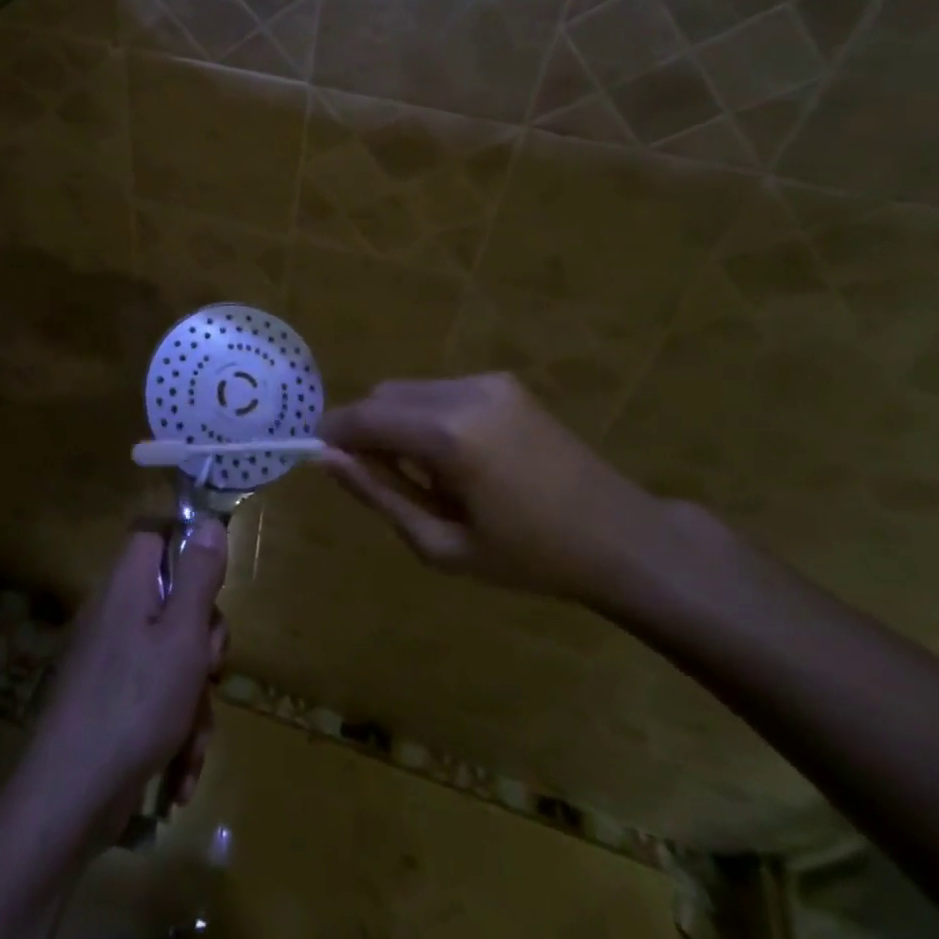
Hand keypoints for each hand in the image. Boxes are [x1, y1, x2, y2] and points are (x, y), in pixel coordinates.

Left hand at [14, 523, 229, 852]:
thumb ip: (199, 577)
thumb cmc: (135, 704)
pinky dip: (172, 732)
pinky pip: (153, 698)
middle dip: (203, 643)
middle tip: (209, 670)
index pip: (155, 536)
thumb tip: (208, 521)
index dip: (188, 549)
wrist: (68, 799)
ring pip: (171, 658)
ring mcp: (109, 660)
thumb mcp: (182, 635)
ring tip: (193, 743)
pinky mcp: (108, 703)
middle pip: (173, 602)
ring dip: (193, 702)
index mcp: (128, 586)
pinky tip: (179, 777)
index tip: (214, 588)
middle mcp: (115, 614)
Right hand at [318, 374, 662, 602]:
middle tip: (380, 479)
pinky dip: (426, 415)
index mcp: (449, 435)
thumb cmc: (529, 558)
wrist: (620, 537)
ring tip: (425, 474)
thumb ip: (377, 495)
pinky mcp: (503, 382)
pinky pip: (439, 390)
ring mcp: (487, 381)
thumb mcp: (442, 544)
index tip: (317, 456)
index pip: (364, 417)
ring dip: (397, 422)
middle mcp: (464, 392)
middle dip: (367, 429)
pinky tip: (456, 457)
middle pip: (383, 395)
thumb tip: (327, 460)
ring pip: (409, 390)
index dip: (333, 433)